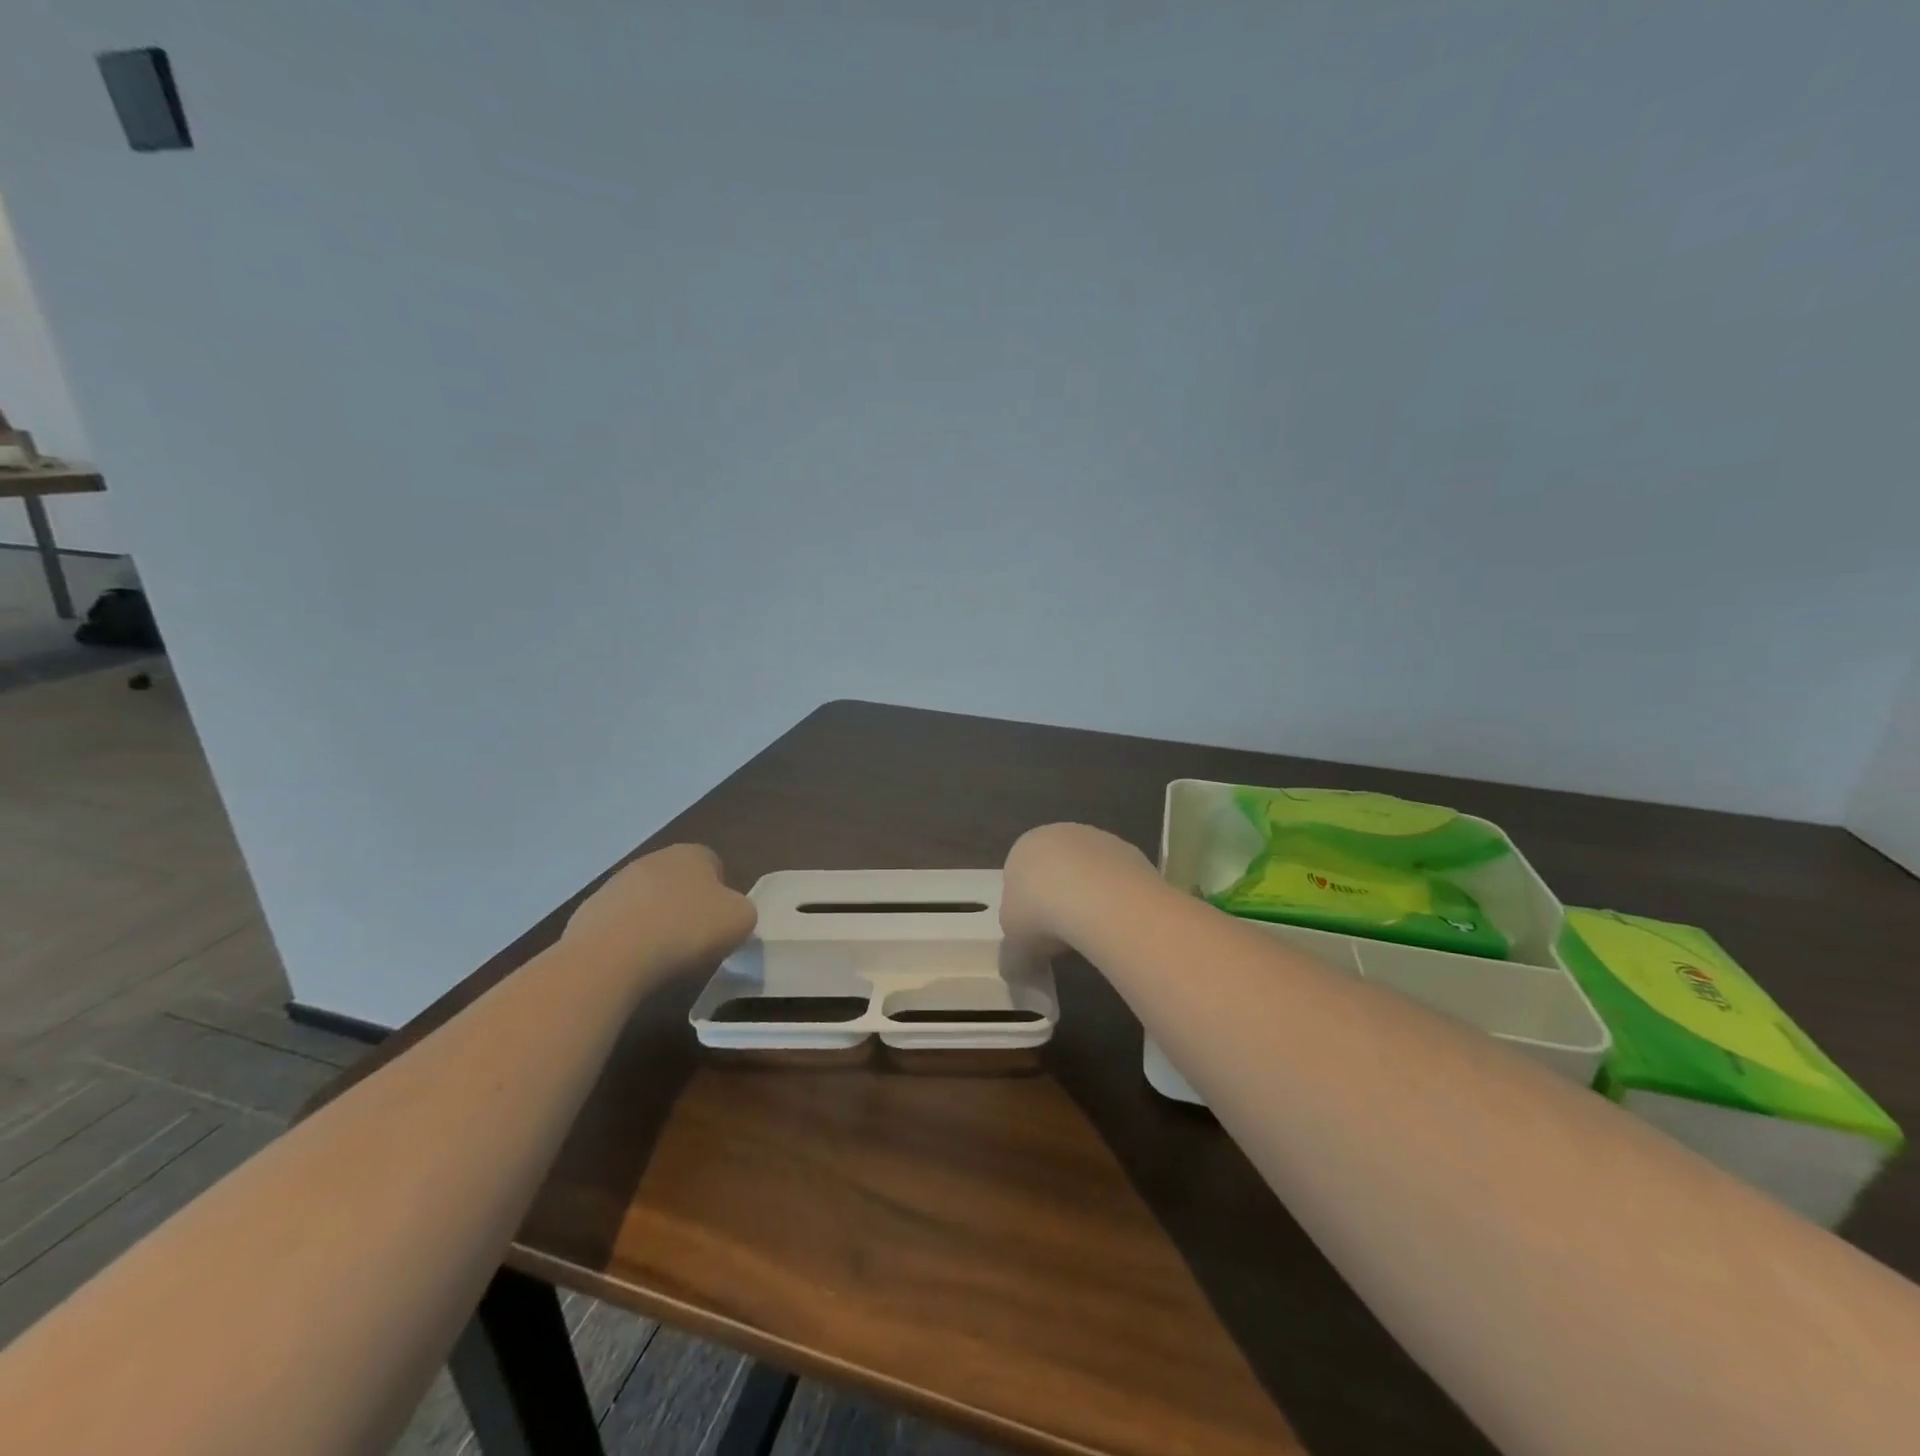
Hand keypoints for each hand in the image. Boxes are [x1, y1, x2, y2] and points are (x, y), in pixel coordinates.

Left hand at [562, 844, 755, 974]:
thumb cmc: (686, 930)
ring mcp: (614, 885)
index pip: (713, 865)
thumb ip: (742, 910)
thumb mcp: (741, 920)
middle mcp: (652, 860)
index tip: (720, 924)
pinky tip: (632, 964)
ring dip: (654, 923)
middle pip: (677, 882)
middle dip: (686, 906)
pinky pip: (618, 926)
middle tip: (694, 940)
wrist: (611, 958)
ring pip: (646, 902)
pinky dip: (627, 941)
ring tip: (661, 957)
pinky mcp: (587, 913)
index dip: (721, 894)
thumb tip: (729, 914)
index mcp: (691, 854)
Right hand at [1001, 823, 1154, 961]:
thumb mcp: (1014, 945)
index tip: (1036, 936)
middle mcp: (1058, 834)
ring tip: (1094, 933)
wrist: (1097, 900)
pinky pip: (1116, 879)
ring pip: (1089, 872)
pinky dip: (1116, 899)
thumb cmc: (1040, 915)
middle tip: (1064, 935)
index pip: (1019, 877)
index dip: (1026, 909)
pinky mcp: (1130, 850)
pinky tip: (1117, 921)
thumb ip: (1015, 951)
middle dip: (1059, 899)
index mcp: (1022, 848)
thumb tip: (1022, 965)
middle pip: (1056, 870)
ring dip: (1090, 898)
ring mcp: (1097, 838)